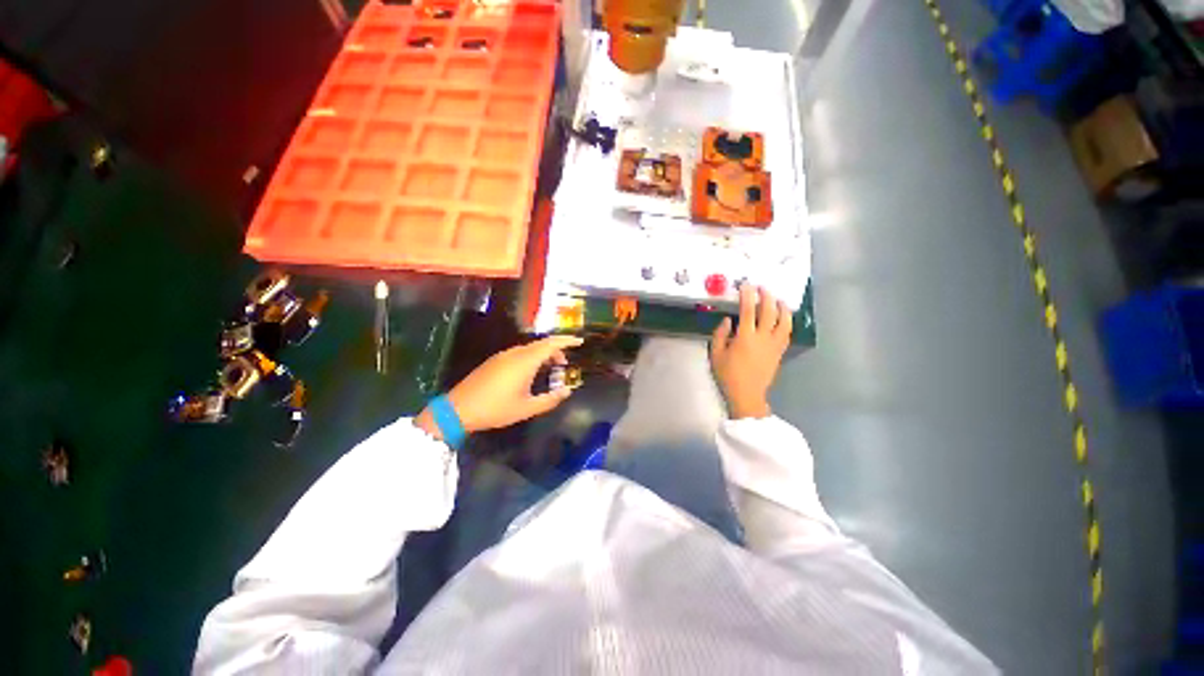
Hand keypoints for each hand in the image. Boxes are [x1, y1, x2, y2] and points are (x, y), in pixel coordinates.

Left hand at [417, 335, 583, 437]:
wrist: (458, 409)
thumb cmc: (496, 409)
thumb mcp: (527, 408)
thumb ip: (550, 399)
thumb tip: (567, 391)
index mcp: (525, 361)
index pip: (551, 344)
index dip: (567, 341)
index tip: (580, 341)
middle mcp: (515, 353)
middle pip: (541, 344)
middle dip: (557, 350)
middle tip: (565, 363)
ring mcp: (503, 355)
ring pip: (530, 348)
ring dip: (543, 354)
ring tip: (550, 369)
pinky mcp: (494, 361)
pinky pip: (519, 353)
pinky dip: (532, 357)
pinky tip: (531, 372)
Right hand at [710, 285, 791, 418]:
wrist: (747, 395)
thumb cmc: (728, 375)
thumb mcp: (715, 354)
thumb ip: (719, 335)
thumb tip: (728, 320)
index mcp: (745, 338)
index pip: (748, 311)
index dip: (748, 295)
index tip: (746, 285)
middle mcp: (763, 338)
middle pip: (769, 312)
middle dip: (767, 296)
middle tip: (762, 288)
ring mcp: (774, 345)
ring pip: (784, 321)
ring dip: (782, 307)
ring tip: (778, 299)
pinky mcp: (779, 352)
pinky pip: (787, 333)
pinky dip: (787, 322)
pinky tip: (783, 317)